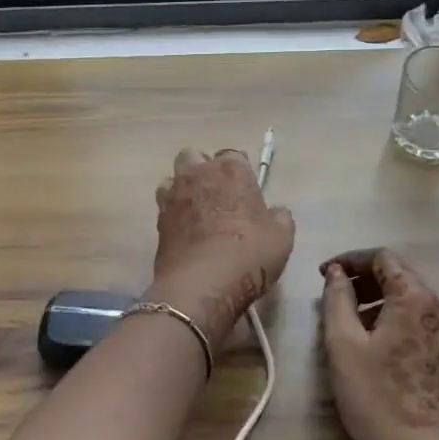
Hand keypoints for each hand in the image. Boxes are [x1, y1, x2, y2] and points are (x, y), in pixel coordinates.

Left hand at [149, 147, 295, 342]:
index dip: (239, 170)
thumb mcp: (281, 238)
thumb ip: (279, 217)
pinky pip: (164, 206)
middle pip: (194, 156)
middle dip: (202, 168)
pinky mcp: (158, 220)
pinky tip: (184, 232)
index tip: (246, 189)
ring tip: (196, 211)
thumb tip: (276, 212)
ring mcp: (174, 196)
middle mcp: (198, 175)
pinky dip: (173, 213)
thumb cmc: (248, 254)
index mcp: (231, 171)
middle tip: (217, 194)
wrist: (202, 285)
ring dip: (182, 188)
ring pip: (173, 178)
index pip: (233, 154)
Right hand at [320, 249, 438, 439]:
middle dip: (364, 281)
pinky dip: (396, 320)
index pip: (383, 258)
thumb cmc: (377, 397)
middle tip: (334, 297)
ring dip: (379, 301)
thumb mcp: (343, 345)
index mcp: (415, 298)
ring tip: (350, 322)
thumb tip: (337, 274)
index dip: (351, 259)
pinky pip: (421, 322)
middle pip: (400, 276)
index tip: (325, 274)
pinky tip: (376, 343)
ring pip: (411, 300)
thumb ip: (337, 299)